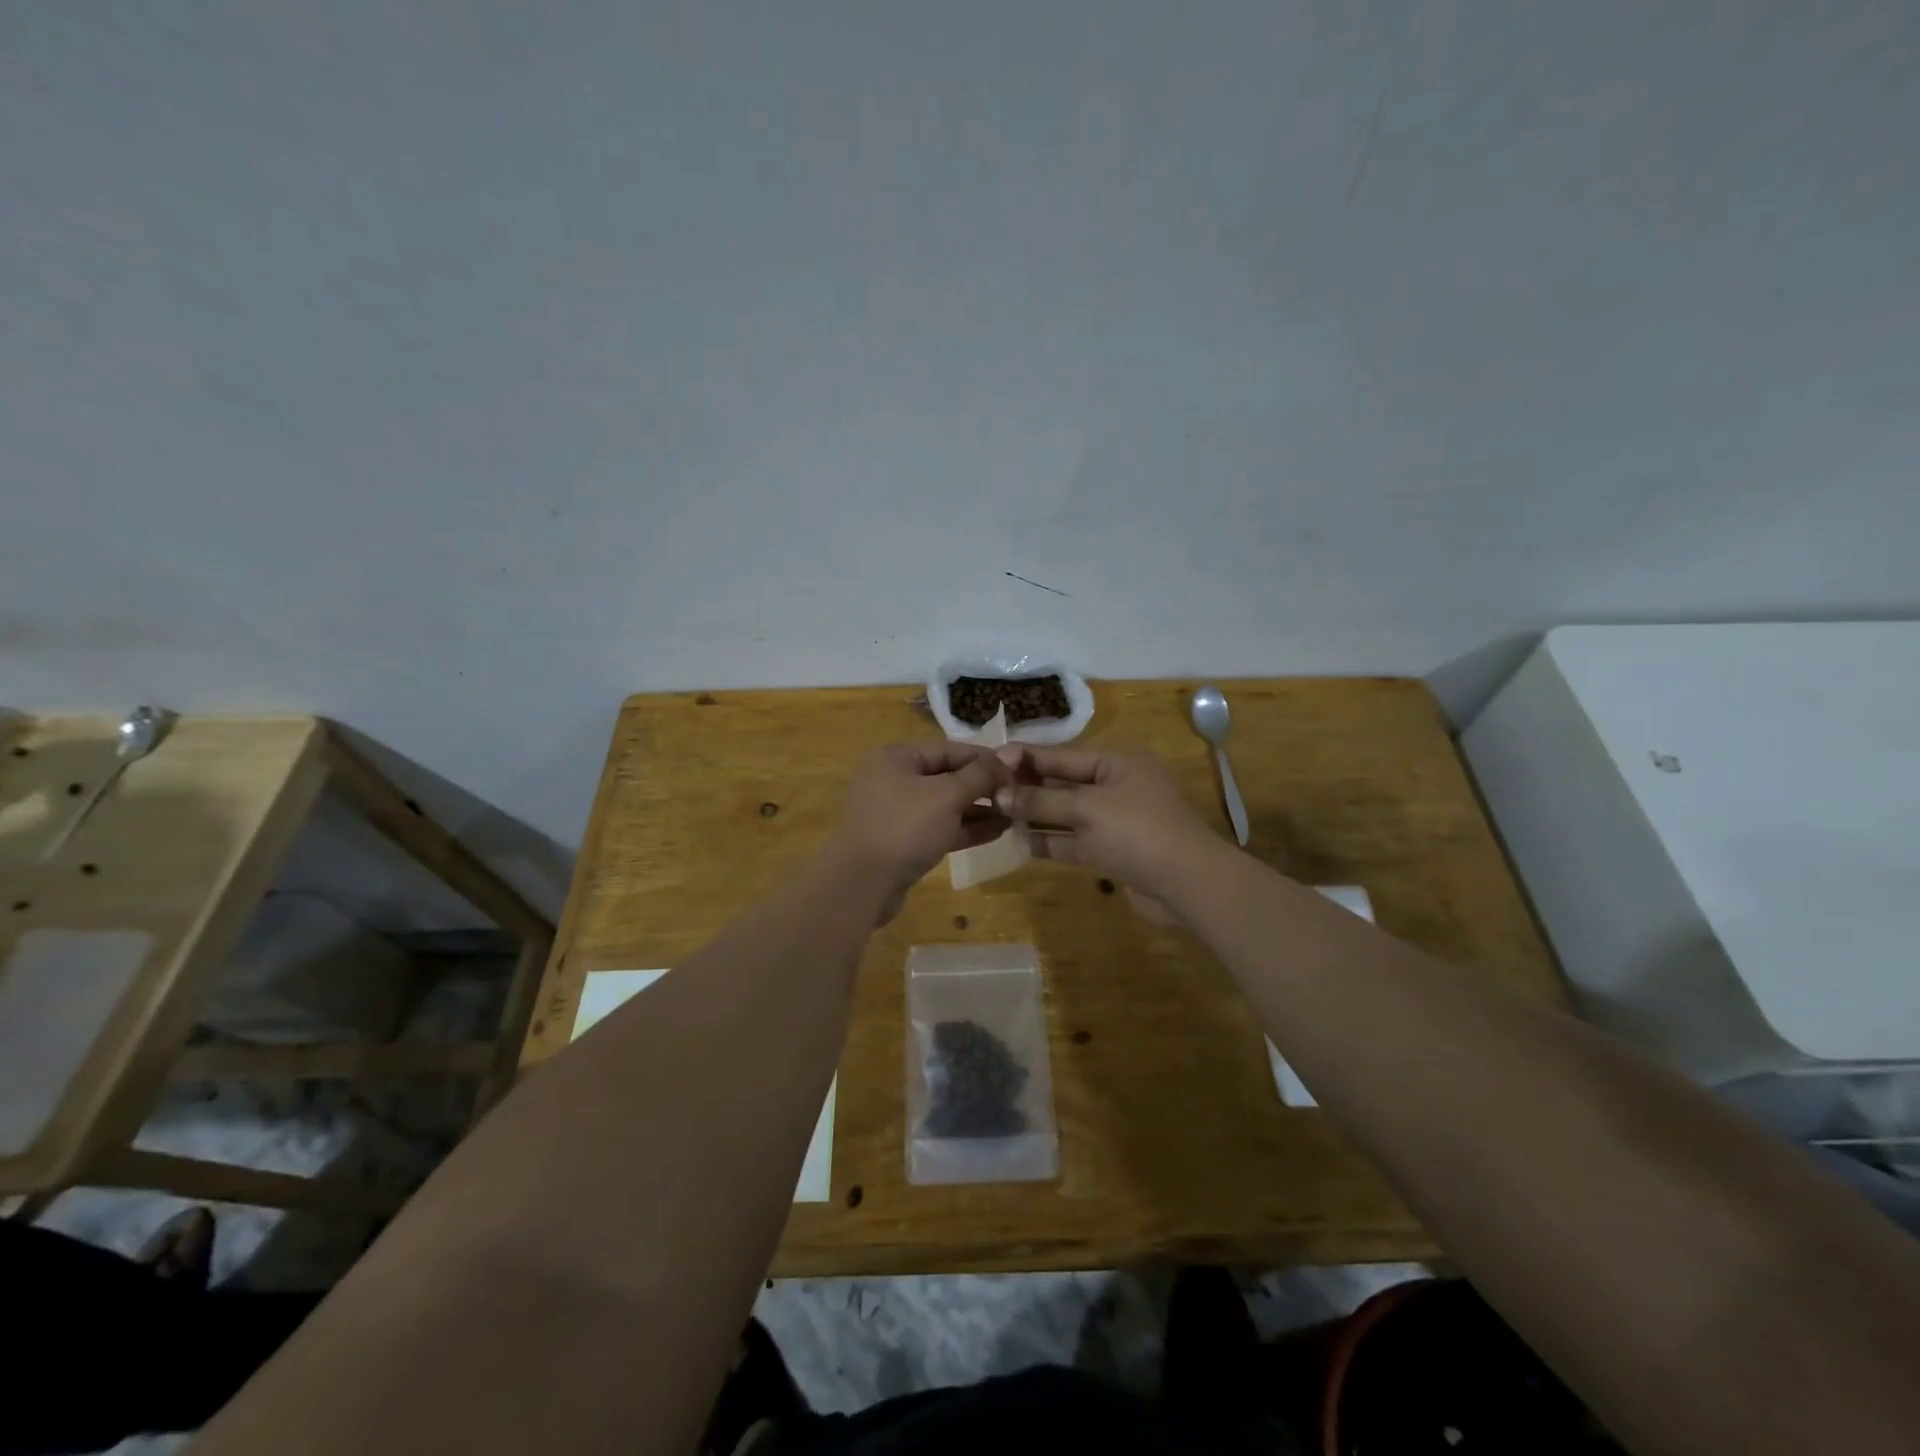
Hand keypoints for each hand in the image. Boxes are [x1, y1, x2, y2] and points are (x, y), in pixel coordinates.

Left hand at [829, 743, 1011, 917]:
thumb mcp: (947, 795)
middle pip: (947, 776)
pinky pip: (938, 828)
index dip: (985, 758)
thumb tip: (1010, 755)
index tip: (1019, 768)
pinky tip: (998, 832)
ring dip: (979, 809)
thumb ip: (980, 774)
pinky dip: (965, 829)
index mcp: (896, 757)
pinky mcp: (902, 842)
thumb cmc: (905, 827)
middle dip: (984, 786)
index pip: (949, 749)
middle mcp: (893, 779)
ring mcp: (896, 813)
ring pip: (944, 805)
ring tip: (1015, 814)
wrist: (863, 884)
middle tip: (1020, 793)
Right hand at [993, 745, 1227, 905]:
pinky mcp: (1112, 851)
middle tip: (987, 789)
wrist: (1187, 884)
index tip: (991, 758)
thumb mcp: (1087, 809)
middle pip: (1063, 783)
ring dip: (1036, 815)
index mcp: (1117, 763)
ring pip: (1067, 814)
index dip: (1027, 758)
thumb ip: (1041, 801)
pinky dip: (1051, 841)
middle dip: (1028, 787)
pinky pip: (1075, 841)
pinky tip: (1021, 842)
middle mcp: (1116, 787)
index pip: (1063, 755)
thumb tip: (999, 795)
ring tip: (996, 815)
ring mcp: (1115, 821)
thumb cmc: (1137, 832)